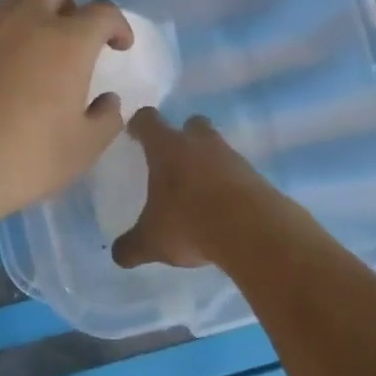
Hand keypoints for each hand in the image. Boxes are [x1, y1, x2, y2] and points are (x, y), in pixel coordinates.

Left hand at [0, 0, 130, 228]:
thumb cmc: (24, 157)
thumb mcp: (82, 149)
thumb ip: (105, 119)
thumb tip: (108, 101)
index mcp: (67, 41)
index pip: (102, 12)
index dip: (117, 24)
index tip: (119, 45)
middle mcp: (27, 22)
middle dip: (69, 3)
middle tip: (72, 36)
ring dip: (30, 12)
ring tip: (32, 47)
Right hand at [112, 107, 298, 268]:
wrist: (252, 230)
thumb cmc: (189, 223)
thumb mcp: (152, 241)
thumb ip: (132, 246)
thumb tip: (119, 254)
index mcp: (167, 148)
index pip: (148, 121)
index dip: (139, 125)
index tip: (134, 133)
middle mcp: (199, 143)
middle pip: (191, 124)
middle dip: (183, 136)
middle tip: (174, 159)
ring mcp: (231, 157)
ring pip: (217, 148)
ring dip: (208, 163)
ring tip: (200, 191)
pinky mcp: (255, 176)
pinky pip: (237, 173)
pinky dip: (229, 185)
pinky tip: (224, 209)